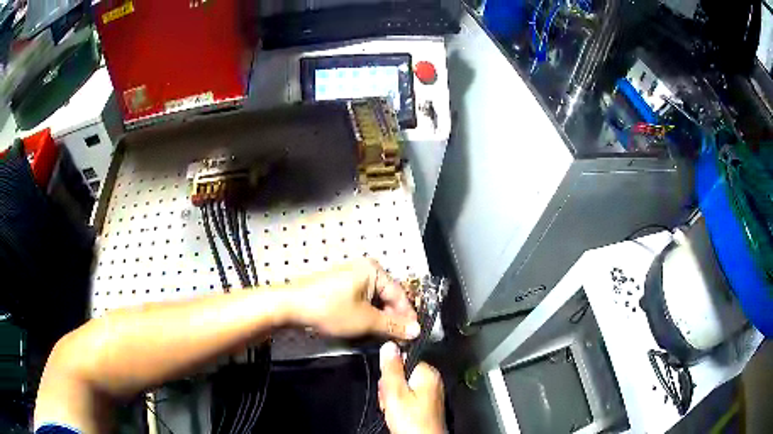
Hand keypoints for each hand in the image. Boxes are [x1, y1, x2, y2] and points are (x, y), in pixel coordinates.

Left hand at [291, 259, 419, 339]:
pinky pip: (363, 301)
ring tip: (386, 337)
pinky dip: (368, 315)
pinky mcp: (342, 287)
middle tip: (400, 340)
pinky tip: (370, 328)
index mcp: (374, 270)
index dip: (408, 317)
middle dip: (394, 319)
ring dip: (381, 319)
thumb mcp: (365, 320)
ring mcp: (352, 277)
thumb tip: (417, 331)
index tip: (413, 337)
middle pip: (388, 297)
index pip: (400, 295)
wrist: (292, 306)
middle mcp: (366, 269)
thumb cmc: (331, 310)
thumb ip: (393, 326)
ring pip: (376, 301)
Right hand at [378, 342, 445, 433]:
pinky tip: (399, 415)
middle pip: (402, 375)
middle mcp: (432, 381)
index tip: (386, 385)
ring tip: (394, 411)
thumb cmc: (411, 420)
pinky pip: (408, 399)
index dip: (390, 372)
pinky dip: (400, 406)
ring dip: (393, 398)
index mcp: (428, 373)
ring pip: (403, 389)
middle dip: (391, 388)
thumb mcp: (395, 392)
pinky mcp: (427, 406)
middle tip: (390, 401)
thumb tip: (389, 345)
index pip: (404, 360)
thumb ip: (391, 369)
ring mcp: (430, 394)